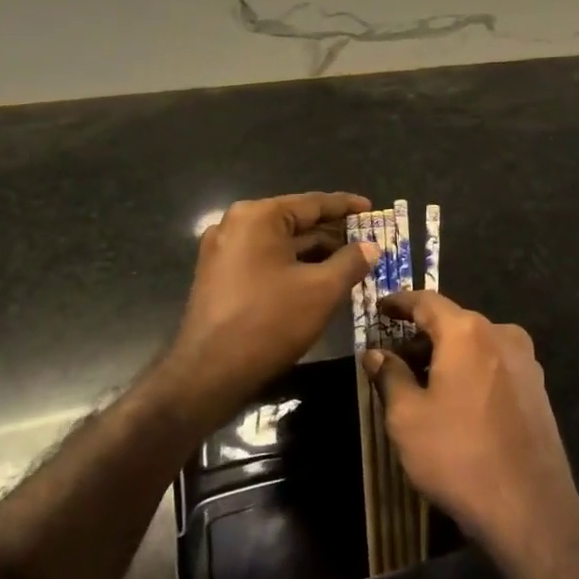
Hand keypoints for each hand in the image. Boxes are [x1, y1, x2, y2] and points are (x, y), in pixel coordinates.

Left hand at [160, 192, 376, 429]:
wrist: (208, 375)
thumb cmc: (269, 322)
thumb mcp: (322, 290)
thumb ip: (351, 262)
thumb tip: (371, 247)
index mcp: (258, 216)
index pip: (313, 203)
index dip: (346, 206)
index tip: (371, 207)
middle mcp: (235, 225)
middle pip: (295, 221)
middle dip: (332, 233)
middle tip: (366, 239)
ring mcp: (222, 251)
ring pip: (280, 243)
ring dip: (314, 252)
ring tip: (350, 261)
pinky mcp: (218, 277)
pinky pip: (265, 260)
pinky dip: (292, 266)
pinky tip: (318, 279)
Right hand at [365, 291, 578, 565]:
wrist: (530, 507)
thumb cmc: (459, 456)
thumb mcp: (408, 418)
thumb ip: (390, 376)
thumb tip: (376, 353)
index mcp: (467, 331)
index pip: (426, 301)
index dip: (399, 302)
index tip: (379, 308)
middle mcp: (501, 333)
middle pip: (453, 322)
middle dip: (421, 335)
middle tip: (393, 357)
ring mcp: (525, 359)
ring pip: (475, 344)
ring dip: (447, 355)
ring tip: (421, 383)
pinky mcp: (537, 386)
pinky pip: (494, 364)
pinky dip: (470, 370)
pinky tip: (456, 401)